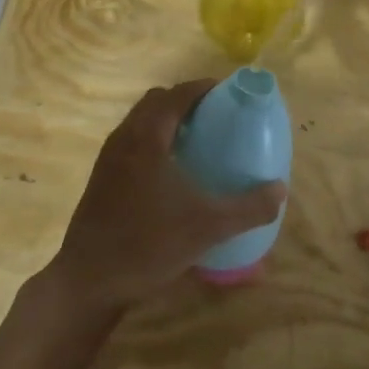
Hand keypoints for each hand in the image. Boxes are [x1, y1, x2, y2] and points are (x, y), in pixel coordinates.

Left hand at [44, 81, 286, 318]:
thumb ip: (248, 208)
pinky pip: (131, 142)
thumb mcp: (207, 227)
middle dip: (185, 101)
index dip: (204, 88)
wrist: (88, 281)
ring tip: (197, 141)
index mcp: (147, 137)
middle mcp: (124, 138)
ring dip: (167, 121)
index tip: (229, 93)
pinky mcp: (101, 179)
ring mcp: (108, 159)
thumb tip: (280, 190)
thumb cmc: (147, 244)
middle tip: (215, 117)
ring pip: (140, 122)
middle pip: (156, 102)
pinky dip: (154, 141)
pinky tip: (171, 173)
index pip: (177, 94)